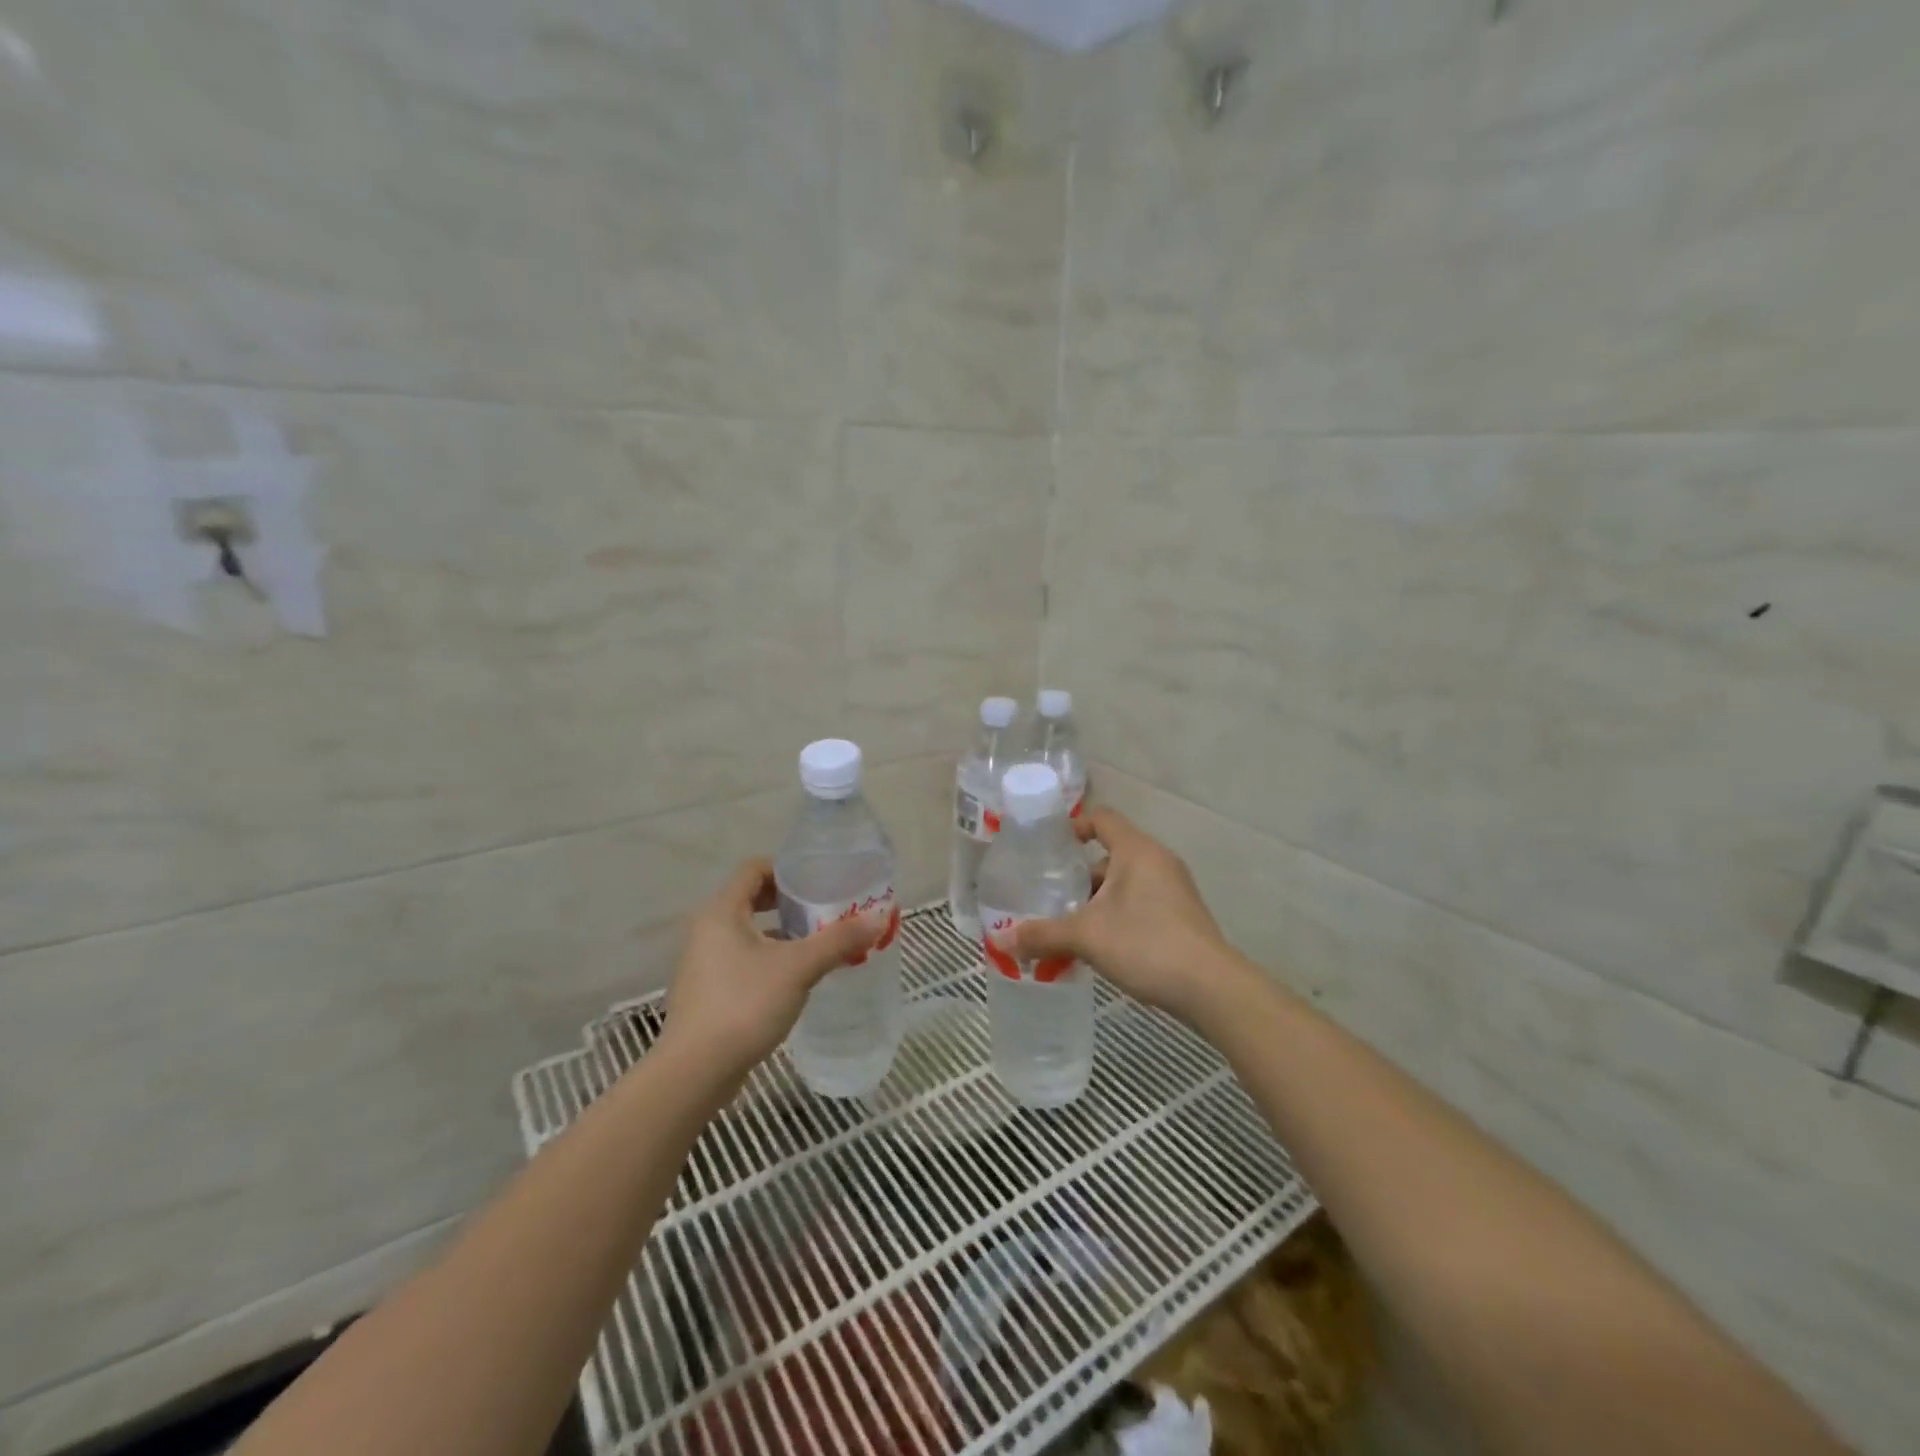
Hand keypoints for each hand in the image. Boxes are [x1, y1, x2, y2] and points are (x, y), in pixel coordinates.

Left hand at [661, 858, 885, 1085]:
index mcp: (722, 911)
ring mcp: (704, 962)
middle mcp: (707, 930)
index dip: (787, 868)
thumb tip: (878, 918)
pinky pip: (743, 960)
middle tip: (825, 909)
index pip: (754, 869)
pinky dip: (770, 958)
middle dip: (790, 902)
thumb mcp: (799, 968)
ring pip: (749, 932)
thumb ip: (838, 940)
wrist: (696, 1072)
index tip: (819, 880)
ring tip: (819, 942)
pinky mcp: (708, 992)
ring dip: (783, 933)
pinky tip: (797, 977)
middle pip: (752, 899)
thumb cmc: (745, 1004)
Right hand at [1010, 809, 1242, 1024]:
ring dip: (1096, 902)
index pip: (1102, 819)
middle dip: (1078, 877)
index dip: (1073, 827)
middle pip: (1110, 855)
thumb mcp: (1086, 937)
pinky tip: (1098, 947)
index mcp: (1136, 850)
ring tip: (1067, 927)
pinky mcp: (1181, 917)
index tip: (1048, 849)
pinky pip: (1140, 904)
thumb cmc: (1145, 943)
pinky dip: (1116, 916)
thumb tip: (1002, 939)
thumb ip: (1043, 934)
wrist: (1210, 988)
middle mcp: (1158, 861)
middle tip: (1049, 898)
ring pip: (1124, 884)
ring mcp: (1174, 890)